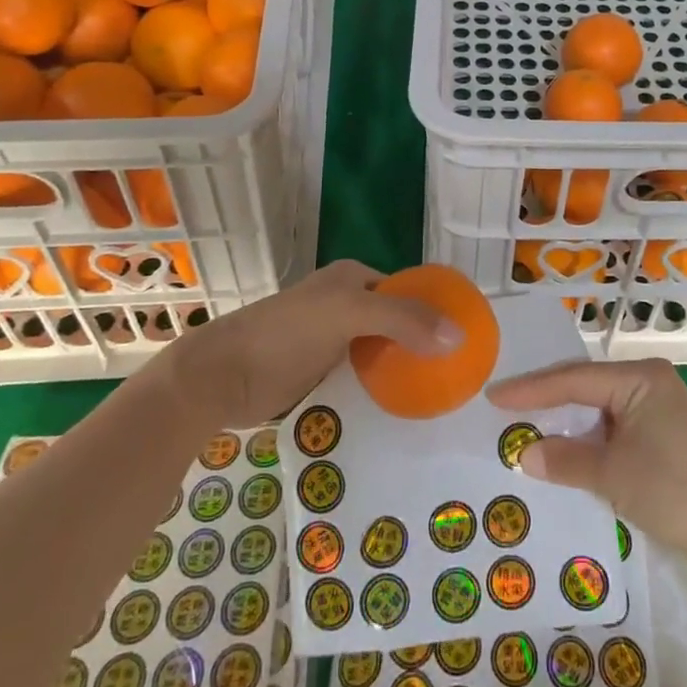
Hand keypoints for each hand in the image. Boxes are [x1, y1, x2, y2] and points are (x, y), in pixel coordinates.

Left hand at [157, 259, 461, 423]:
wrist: (220, 377)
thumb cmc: (285, 334)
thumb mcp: (348, 315)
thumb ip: (403, 319)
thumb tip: (460, 334)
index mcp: (353, 278)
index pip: (408, 288)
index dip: (436, 308)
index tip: (466, 339)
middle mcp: (345, 302)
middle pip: (396, 320)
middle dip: (423, 342)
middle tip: (457, 373)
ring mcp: (331, 338)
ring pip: (380, 350)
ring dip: (404, 368)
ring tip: (439, 395)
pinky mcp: (319, 372)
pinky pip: (362, 375)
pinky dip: (381, 387)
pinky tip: (401, 408)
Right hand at [486, 358, 686, 572]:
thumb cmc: (676, 492)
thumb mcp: (613, 476)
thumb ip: (565, 460)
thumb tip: (523, 454)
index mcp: (638, 377)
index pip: (572, 379)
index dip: (530, 390)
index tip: (493, 396)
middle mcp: (649, 380)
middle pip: (585, 386)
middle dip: (546, 399)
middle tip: (503, 405)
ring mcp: (660, 405)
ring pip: (599, 406)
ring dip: (568, 421)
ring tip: (526, 424)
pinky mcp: (666, 430)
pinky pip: (615, 423)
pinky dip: (590, 436)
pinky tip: (568, 447)